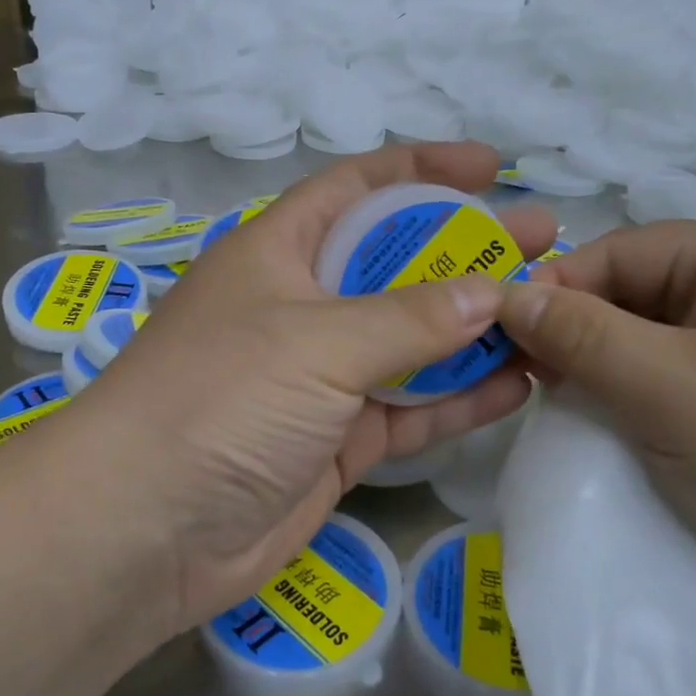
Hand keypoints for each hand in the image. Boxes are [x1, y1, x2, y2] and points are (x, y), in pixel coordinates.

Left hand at [74, 143, 554, 636]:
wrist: (145, 529)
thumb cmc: (221, 398)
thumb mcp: (316, 341)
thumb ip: (410, 318)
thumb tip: (492, 293)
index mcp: (280, 251)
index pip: (358, 187)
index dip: (422, 168)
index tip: (491, 166)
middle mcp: (303, 305)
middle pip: (399, 264)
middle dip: (468, 251)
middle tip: (546, 243)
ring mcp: (323, 377)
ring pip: (413, 341)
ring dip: (476, 329)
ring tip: (550, 312)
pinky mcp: (339, 441)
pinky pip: (412, 409)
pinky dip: (461, 398)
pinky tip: (520, 383)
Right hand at [498, 221, 695, 611]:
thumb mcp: (669, 392)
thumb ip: (581, 336)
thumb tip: (506, 296)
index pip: (623, 250)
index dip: (558, 290)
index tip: (502, 340)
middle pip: (640, 290)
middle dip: (583, 333)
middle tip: (531, 382)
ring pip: (656, 335)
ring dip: (609, 367)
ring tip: (569, 406)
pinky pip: (683, 371)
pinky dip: (642, 393)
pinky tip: (618, 424)